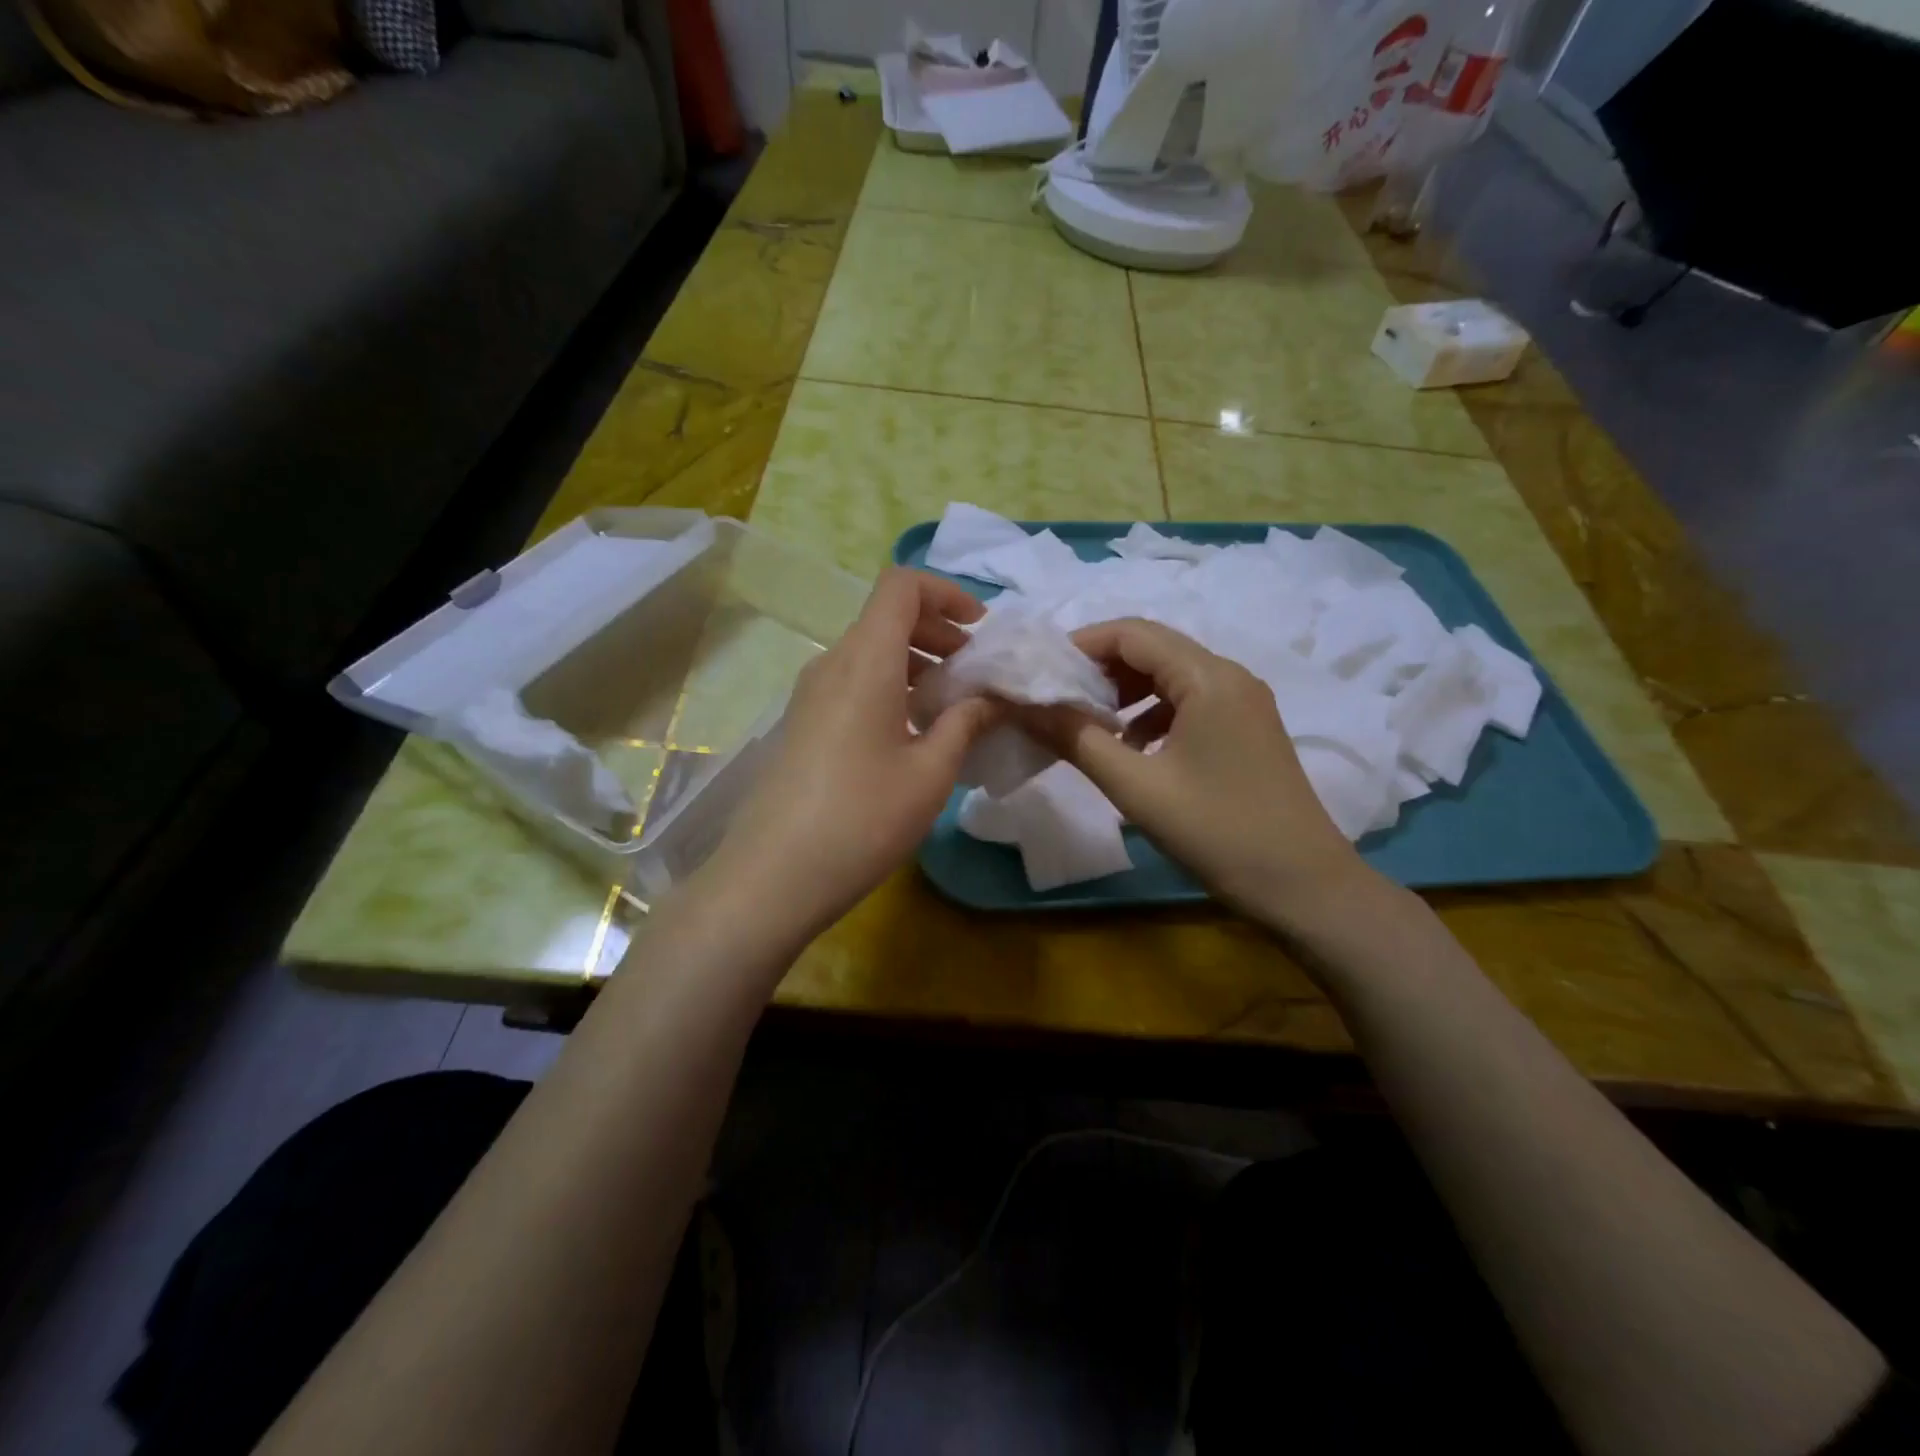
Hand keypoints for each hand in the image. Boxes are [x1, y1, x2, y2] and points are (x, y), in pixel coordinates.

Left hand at [703, 569, 1002, 942]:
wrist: (773, 876)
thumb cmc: (862, 819)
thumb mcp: (931, 773)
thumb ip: (967, 723)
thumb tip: (993, 698)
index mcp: (866, 660)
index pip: (901, 585)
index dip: (946, 591)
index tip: (980, 628)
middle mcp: (832, 663)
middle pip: (886, 617)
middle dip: (938, 631)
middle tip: (975, 670)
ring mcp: (811, 694)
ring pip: (870, 652)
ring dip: (916, 662)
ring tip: (951, 704)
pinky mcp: (803, 723)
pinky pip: (853, 682)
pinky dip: (891, 686)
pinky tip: (912, 733)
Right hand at [1028, 618, 1373, 928]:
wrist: (1304, 886)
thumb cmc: (1217, 832)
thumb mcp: (1136, 787)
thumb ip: (1077, 739)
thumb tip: (1025, 707)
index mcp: (1208, 678)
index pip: (1133, 633)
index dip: (1081, 645)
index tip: (1041, 673)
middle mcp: (1230, 676)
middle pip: (1153, 649)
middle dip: (1100, 669)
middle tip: (1057, 699)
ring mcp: (1244, 703)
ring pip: (1171, 676)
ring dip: (1125, 692)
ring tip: (1089, 725)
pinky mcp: (1247, 729)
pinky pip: (1190, 702)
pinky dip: (1152, 714)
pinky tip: (1133, 749)